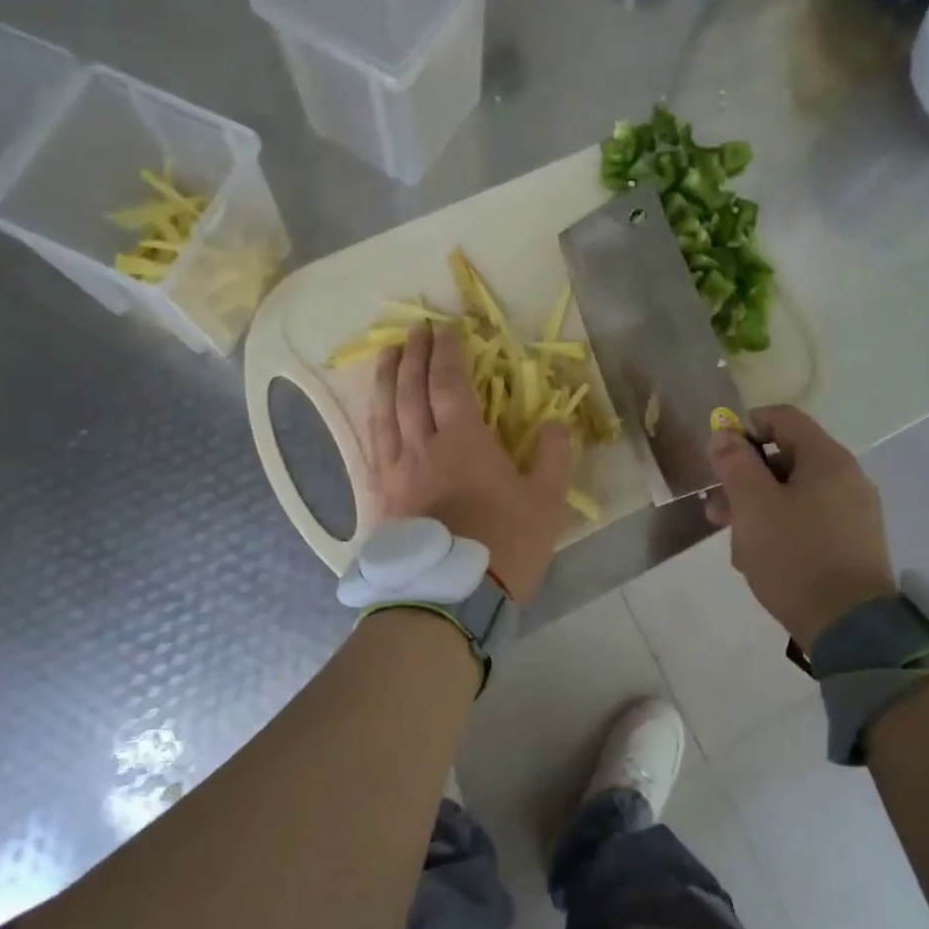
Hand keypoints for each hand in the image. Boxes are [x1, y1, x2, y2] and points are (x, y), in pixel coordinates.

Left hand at [369, 324, 571, 604]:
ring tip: (386, 355)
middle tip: (415, 329)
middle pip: (411, 390)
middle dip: (414, 355)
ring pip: (384, 414)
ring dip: (385, 379)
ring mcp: (395, 472)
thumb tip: (557, 425)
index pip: (450, 383)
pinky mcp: (379, 498)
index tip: (445, 328)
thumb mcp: (545, 503)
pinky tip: (371, 415)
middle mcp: (421, 447)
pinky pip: (370, 447)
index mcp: (463, 442)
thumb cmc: (504, 547)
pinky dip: (371, 421)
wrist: (450, 599)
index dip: (447, 353)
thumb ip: (553, 458)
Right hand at [704, 406, 895, 649]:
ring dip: (756, 509)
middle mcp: (846, 478)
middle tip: (716, 509)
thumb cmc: (795, 555)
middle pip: (785, 458)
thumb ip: (734, 463)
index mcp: (827, 459)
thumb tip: (724, 434)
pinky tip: (760, 558)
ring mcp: (852, 513)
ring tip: (733, 543)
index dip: (745, 428)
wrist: (850, 628)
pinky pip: (807, 521)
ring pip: (792, 494)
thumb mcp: (752, 505)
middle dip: (744, 479)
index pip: (782, 418)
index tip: (719, 458)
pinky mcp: (851, 544)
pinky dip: (779, 529)